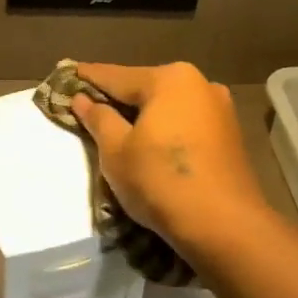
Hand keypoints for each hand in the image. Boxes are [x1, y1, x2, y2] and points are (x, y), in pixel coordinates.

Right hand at [70, 62, 269, 255]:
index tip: (67, 73)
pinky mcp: (229, 137)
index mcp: (170, 79)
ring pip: (168, 107)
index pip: (117, 76)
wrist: (222, 224)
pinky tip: (150, 143)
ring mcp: (220, 110)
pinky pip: (185, 124)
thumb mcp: (116, 151)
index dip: (88, 77)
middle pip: (146, 88)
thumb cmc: (159, 180)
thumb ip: (99, 119)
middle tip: (89, 103)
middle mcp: (200, 84)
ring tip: (117, 126)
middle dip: (118, 97)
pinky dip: (164, 129)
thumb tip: (82, 99)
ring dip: (143, 115)